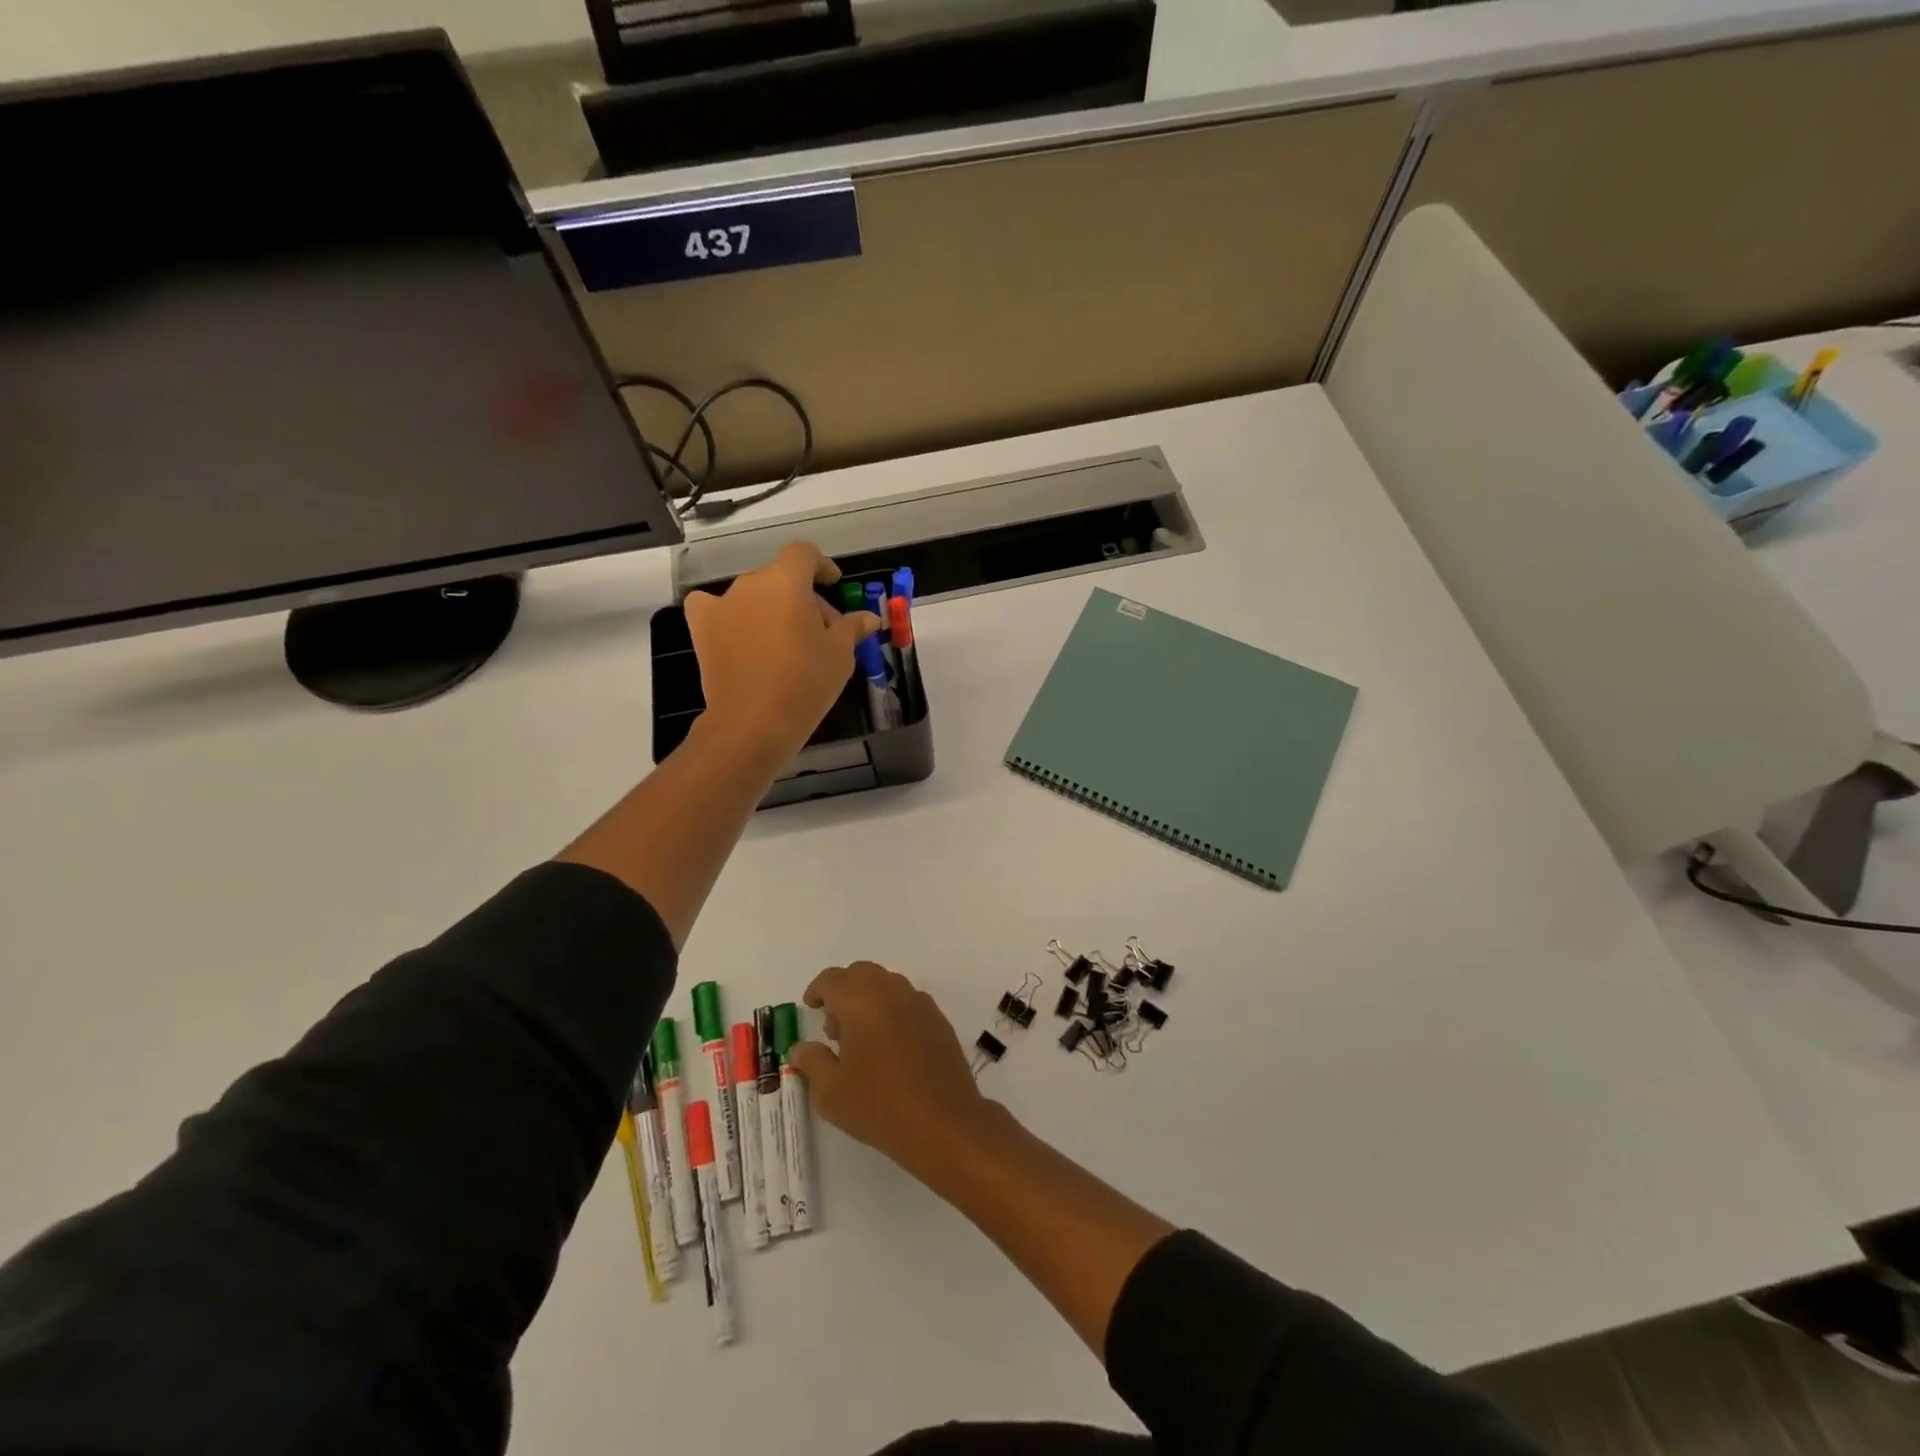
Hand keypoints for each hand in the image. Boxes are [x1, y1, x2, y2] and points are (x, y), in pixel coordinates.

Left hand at [684, 542, 878, 762]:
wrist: (754, 722)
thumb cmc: (806, 682)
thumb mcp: (840, 655)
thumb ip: (852, 627)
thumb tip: (869, 618)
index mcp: (787, 581)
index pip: (804, 554)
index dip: (821, 565)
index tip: (833, 584)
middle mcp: (752, 583)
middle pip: (781, 578)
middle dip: (802, 598)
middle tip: (820, 631)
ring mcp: (723, 604)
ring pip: (753, 595)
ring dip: (771, 608)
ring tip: (784, 641)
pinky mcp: (702, 627)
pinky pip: (713, 607)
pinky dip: (728, 614)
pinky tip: (738, 632)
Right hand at [790, 962, 994, 1175]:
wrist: (943, 1122)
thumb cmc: (879, 1104)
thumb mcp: (831, 1091)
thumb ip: (812, 1061)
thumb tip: (801, 1047)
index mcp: (861, 1000)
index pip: (833, 979)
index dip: (818, 990)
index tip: (811, 1007)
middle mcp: (892, 990)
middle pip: (861, 974)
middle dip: (844, 992)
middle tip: (834, 1028)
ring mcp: (920, 1002)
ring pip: (887, 985)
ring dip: (869, 1000)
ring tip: (862, 1041)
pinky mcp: (938, 1019)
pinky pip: (908, 1002)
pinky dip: (892, 1011)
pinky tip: (890, 1048)